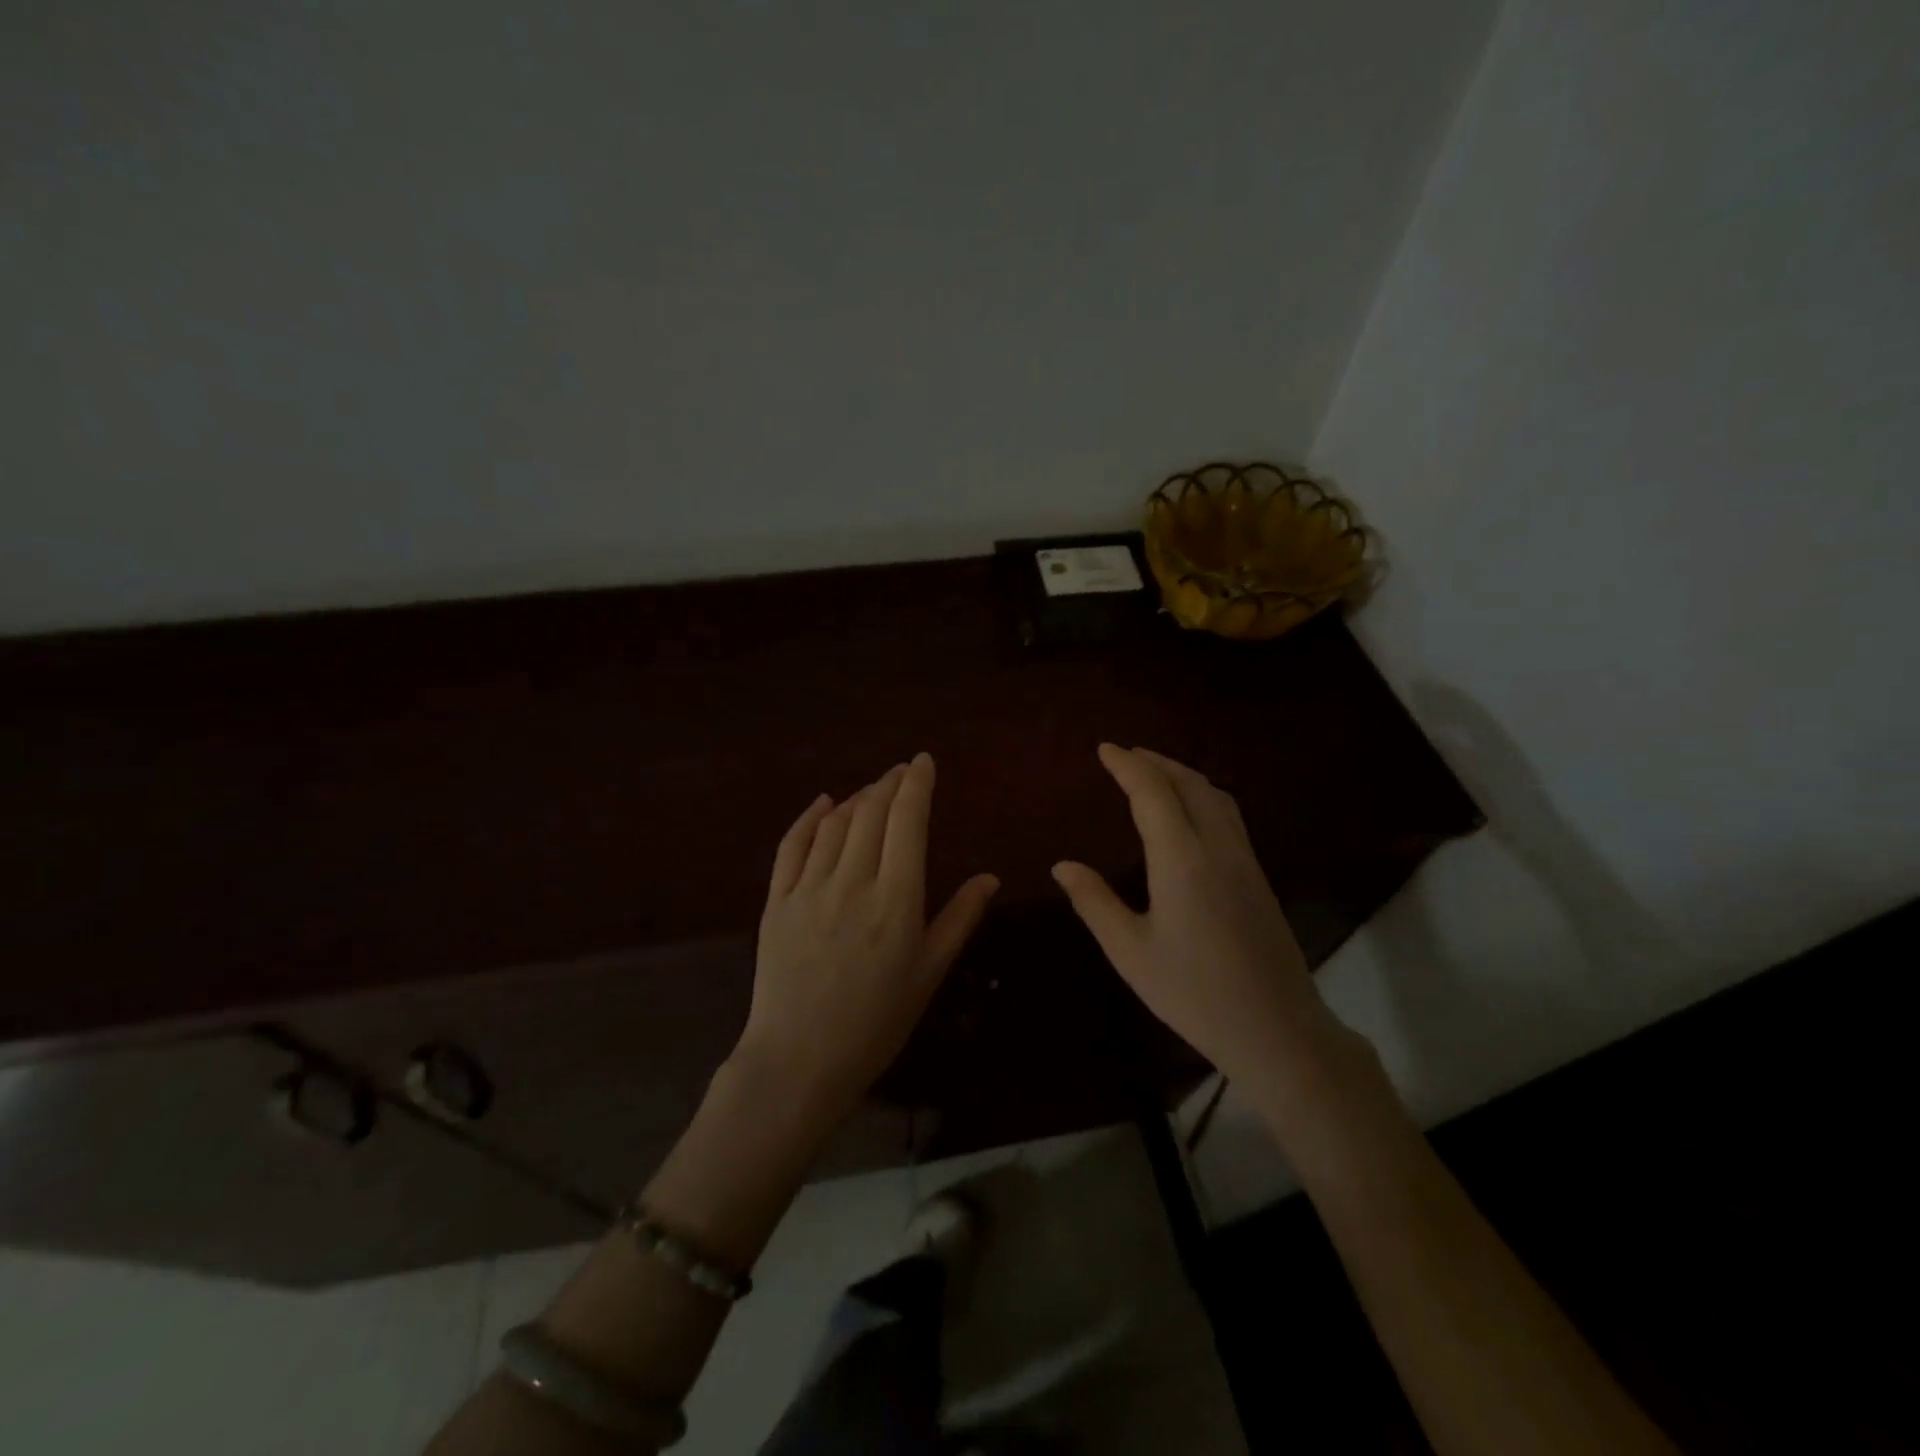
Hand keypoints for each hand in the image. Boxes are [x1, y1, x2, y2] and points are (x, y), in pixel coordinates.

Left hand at [735, 753, 998, 1130]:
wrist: (799, 1061)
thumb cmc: (876, 1023)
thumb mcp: (928, 974)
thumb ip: (959, 919)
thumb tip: (990, 877)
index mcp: (896, 900)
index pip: (908, 822)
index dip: (917, 785)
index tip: (923, 762)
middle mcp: (852, 882)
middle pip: (872, 813)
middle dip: (889, 784)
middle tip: (902, 772)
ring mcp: (808, 889)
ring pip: (835, 823)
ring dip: (857, 797)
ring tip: (873, 790)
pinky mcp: (776, 901)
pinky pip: (792, 845)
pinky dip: (809, 818)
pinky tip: (822, 803)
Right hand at [1052, 744, 1359, 1101]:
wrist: (1277, 1030)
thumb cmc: (1194, 993)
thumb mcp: (1130, 952)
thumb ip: (1094, 902)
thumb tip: (1063, 865)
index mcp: (1182, 860)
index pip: (1153, 793)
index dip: (1128, 766)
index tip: (1104, 749)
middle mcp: (1218, 848)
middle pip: (1189, 784)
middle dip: (1156, 762)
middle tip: (1125, 755)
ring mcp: (1246, 861)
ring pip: (1216, 796)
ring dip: (1183, 775)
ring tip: (1155, 773)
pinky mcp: (1260, 878)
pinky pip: (1229, 815)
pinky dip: (1202, 795)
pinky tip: (1189, 812)